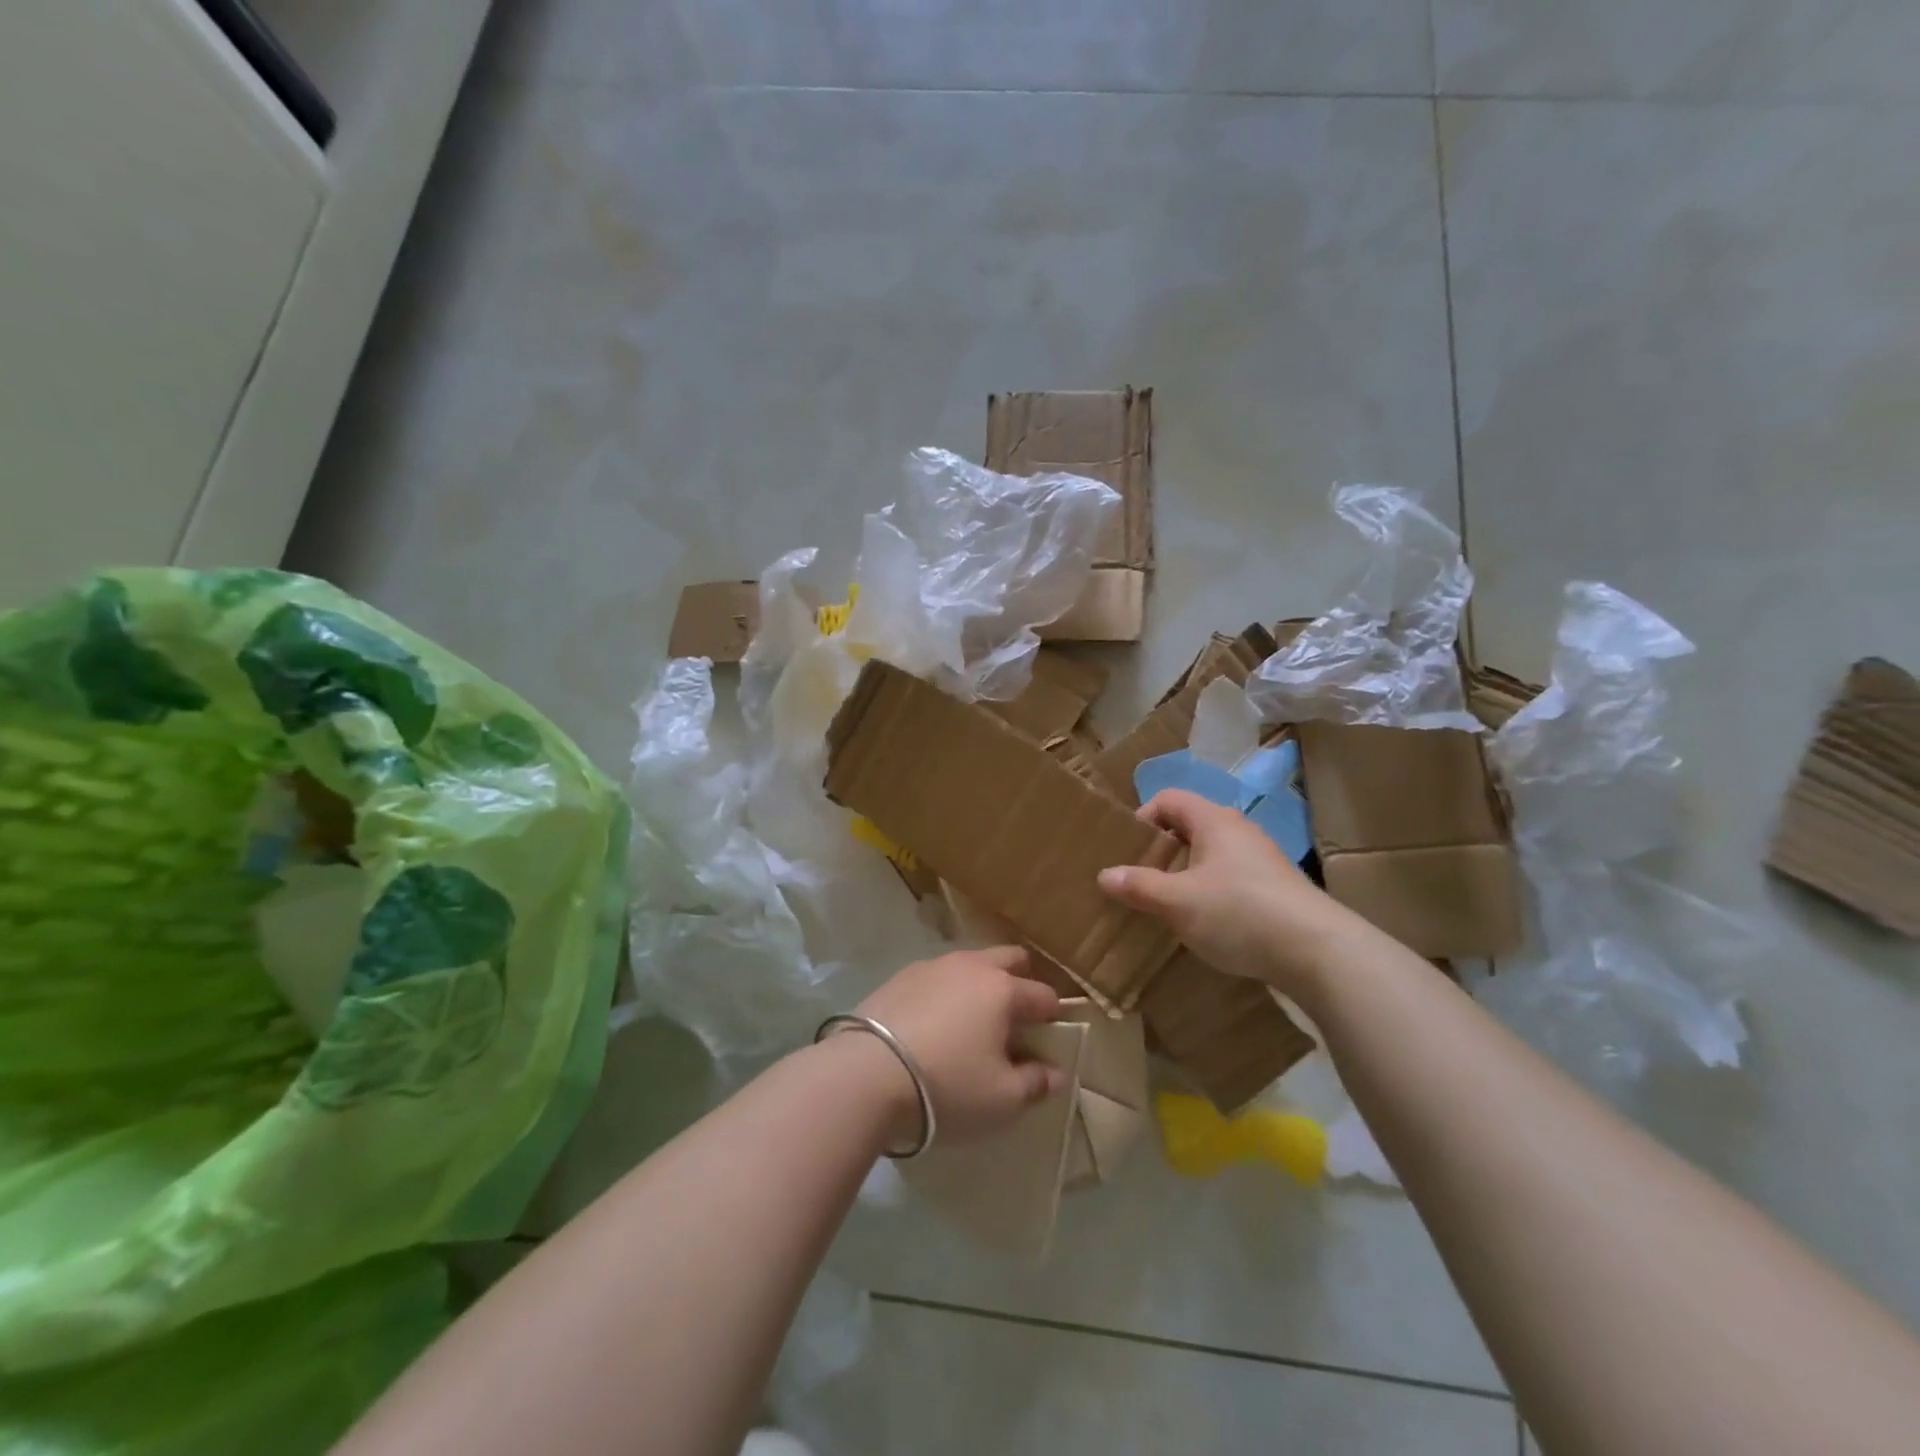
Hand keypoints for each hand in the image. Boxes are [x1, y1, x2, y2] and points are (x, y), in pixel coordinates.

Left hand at [853, 948, 1067, 1148]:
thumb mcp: (1002, 1099)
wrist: (865, 1075)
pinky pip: (938, 975)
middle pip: (1010, 959)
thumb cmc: (947, 1087)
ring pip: (971, 963)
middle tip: (1015, 1022)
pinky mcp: (900, 976)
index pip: (1044, 996)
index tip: (1049, 1043)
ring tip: (972, 1022)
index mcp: (1003, 990)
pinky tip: (934, 1023)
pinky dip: (947, 992)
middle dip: (1022, 982)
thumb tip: (1055, 1072)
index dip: (1054, 1019)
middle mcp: (971, 966)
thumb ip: (1036, 1083)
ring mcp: (933, 966)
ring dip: (981, 984)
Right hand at [1098, 789, 1354, 997]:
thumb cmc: (1239, 913)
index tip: (1128, 853)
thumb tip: (1105, 874)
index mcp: (1213, 821)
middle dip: (1160, 852)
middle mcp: (1238, 830)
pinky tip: (1206, 924)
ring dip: (1185, 875)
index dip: (1142, 819)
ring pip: (1210, 855)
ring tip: (1168, 906)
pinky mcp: (1275, 888)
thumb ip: (1139, 886)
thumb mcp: (1178, 902)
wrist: (1319, 951)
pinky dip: (1210, 893)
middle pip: (1188, 827)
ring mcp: (1260, 858)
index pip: (1168, 799)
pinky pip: (1230, 878)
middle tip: (1140, 881)